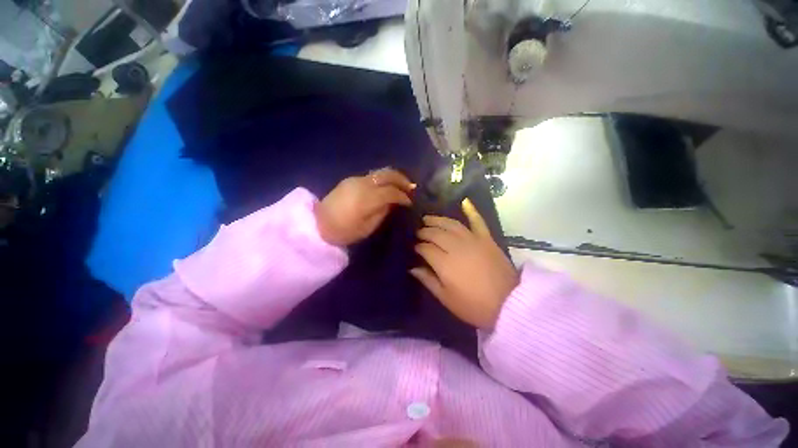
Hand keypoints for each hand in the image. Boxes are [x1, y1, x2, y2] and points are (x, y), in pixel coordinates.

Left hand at [315, 168, 415, 246]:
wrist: (317, 224)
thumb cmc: (343, 231)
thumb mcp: (366, 228)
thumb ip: (382, 212)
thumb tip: (392, 203)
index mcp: (366, 198)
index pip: (391, 191)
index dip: (403, 196)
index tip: (410, 202)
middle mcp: (362, 184)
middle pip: (387, 174)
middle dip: (402, 179)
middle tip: (411, 187)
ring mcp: (355, 179)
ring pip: (379, 172)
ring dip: (393, 177)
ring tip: (401, 186)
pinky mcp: (350, 179)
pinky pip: (371, 176)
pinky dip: (383, 179)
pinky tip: (386, 186)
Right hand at [411, 199, 518, 328]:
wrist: (509, 304)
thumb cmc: (474, 306)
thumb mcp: (446, 298)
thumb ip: (428, 280)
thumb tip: (412, 268)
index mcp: (444, 263)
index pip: (425, 248)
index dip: (418, 246)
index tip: (414, 247)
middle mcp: (456, 247)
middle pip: (435, 233)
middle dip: (424, 231)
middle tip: (419, 232)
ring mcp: (472, 240)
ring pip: (451, 224)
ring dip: (438, 219)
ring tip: (428, 218)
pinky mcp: (486, 238)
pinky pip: (477, 221)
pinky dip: (471, 210)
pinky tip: (464, 202)